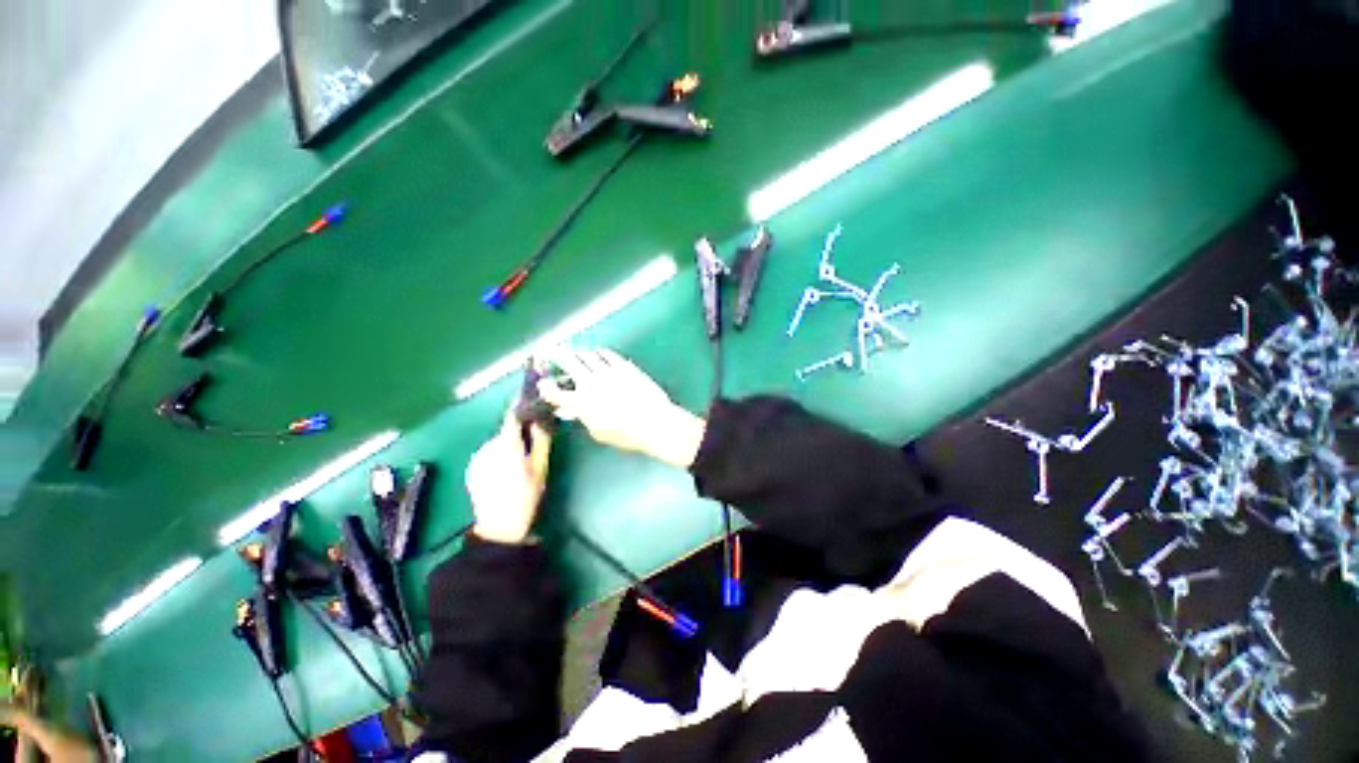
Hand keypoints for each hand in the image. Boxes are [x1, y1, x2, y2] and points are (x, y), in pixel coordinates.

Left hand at [466, 408, 551, 543]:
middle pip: (506, 432)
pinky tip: (506, 473)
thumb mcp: (541, 467)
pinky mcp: (472, 469)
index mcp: (506, 445)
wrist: (499, 526)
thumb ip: (541, 441)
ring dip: (508, 446)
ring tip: (519, 464)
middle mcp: (487, 447)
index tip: (530, 401)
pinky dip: (498, 457)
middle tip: (532, 445)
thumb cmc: (525, 495)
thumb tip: (540, 420)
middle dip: (518, 434)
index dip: (521, 408)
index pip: (511, 417)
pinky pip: (489, 455)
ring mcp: (477, 459)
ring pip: (497, 444)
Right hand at [539, 348, 705, 468]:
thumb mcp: (598, 432)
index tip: (544, 384)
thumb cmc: (625, 434)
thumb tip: (574, 411)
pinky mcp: (624, 366)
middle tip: (553, 350)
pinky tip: (600, 354)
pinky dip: (600, 353)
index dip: (545, 387)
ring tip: (577, 353)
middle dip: (557, 355)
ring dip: (579, 353)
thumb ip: (584, 418)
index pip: (553, 391)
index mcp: (580, 402)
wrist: (654, 422)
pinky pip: (608, 354)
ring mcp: (607, 371)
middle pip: (568, 361)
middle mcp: (590, 382)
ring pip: (587, 354)